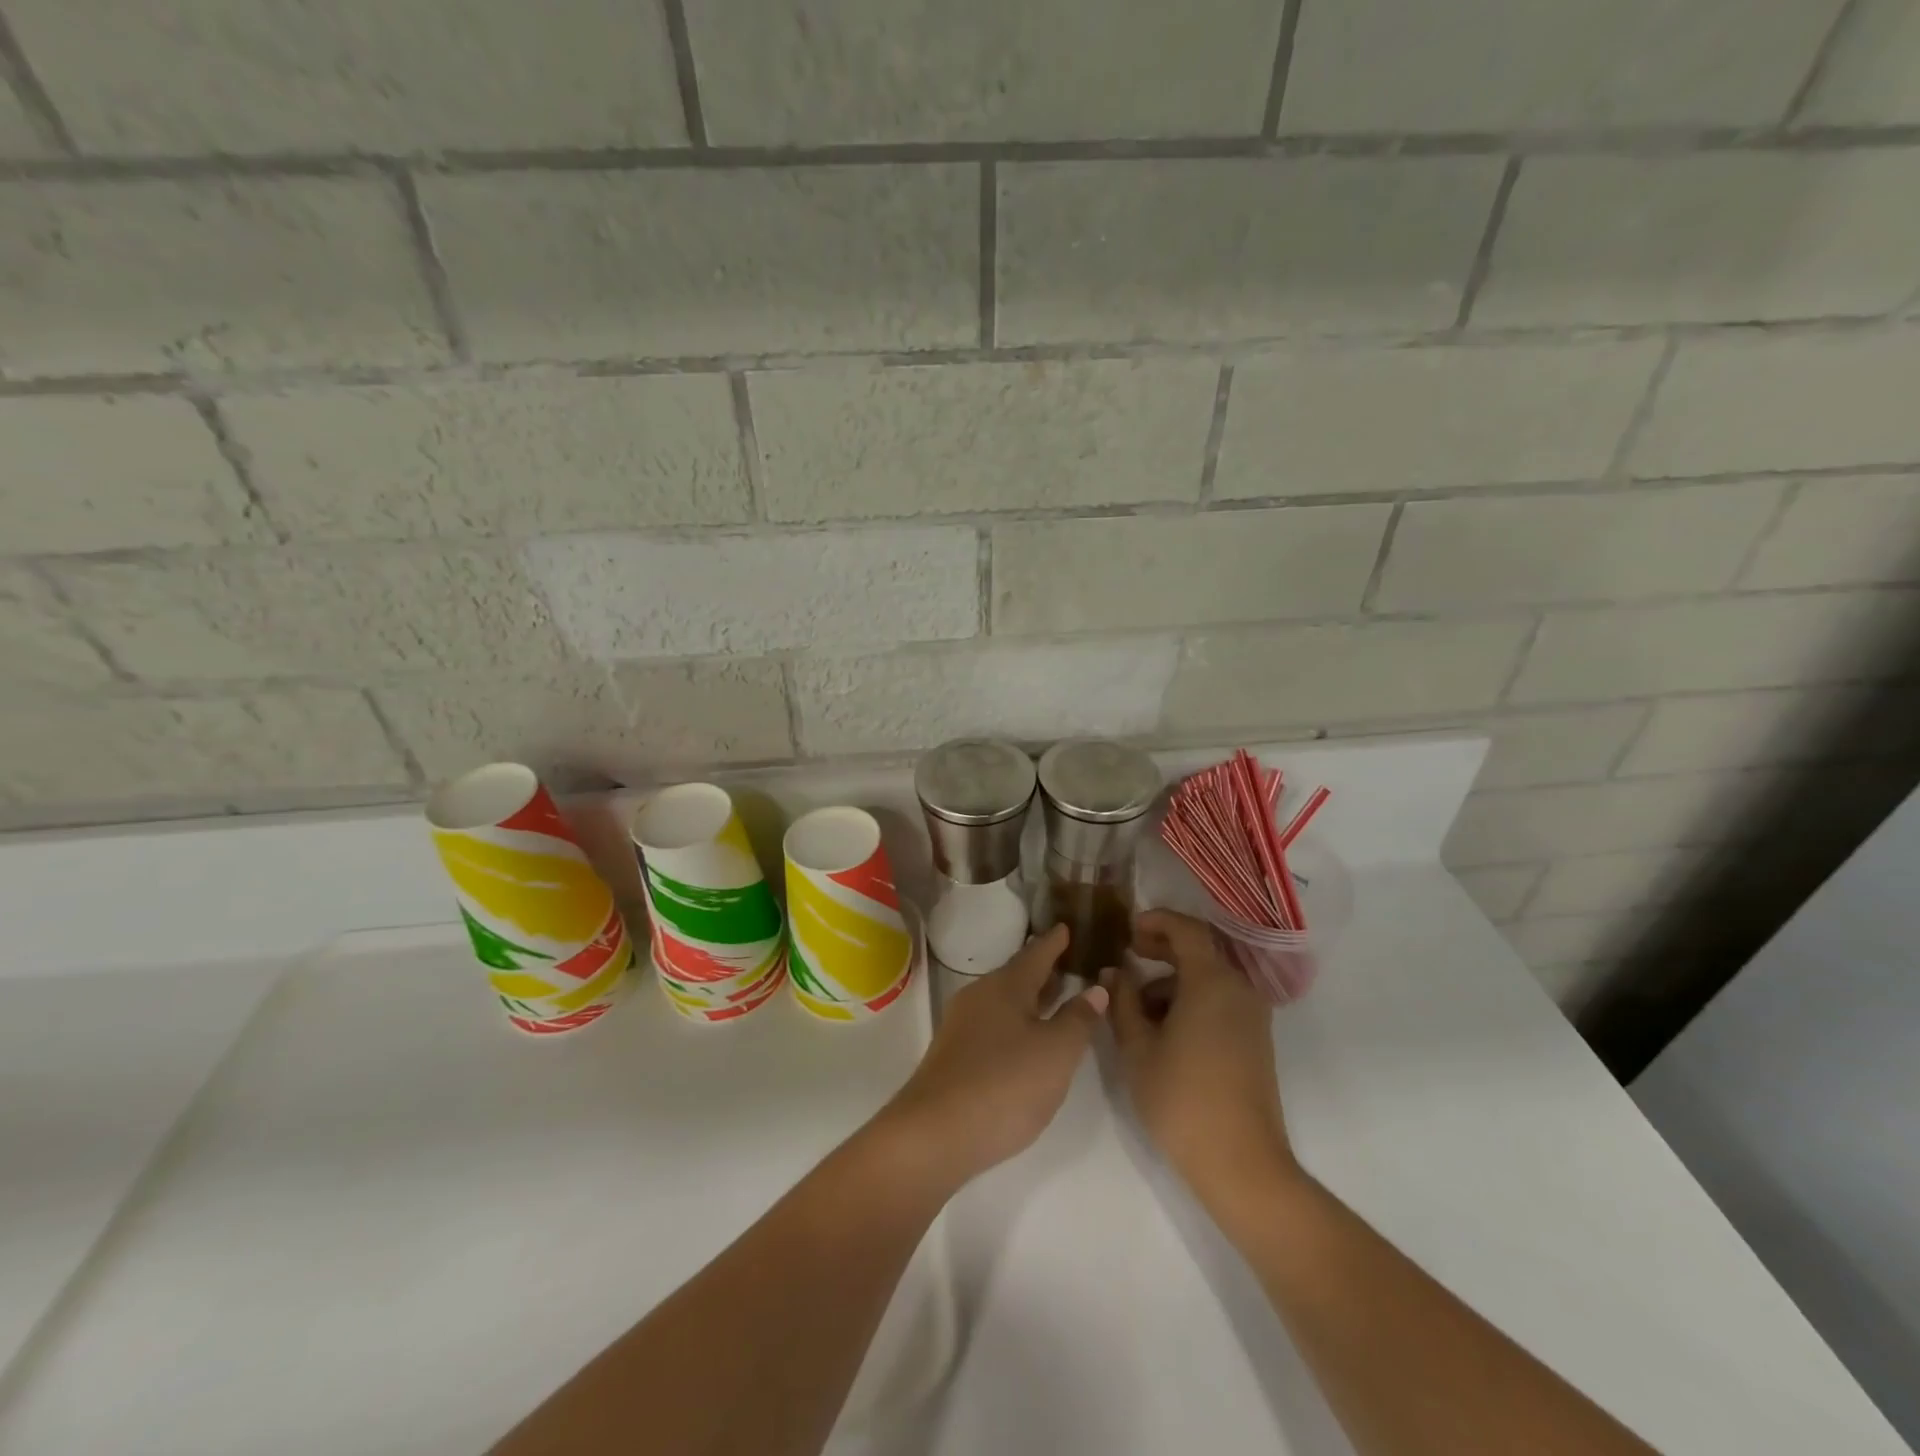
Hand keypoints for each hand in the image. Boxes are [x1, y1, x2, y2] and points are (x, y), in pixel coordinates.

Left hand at [876, 924, 1106, 1188]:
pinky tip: (1027, 1040)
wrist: (935, 1133)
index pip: (1036, 954)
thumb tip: (1095, 989)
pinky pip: (993, 1024)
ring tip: (1055, 999)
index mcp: (1006, 986)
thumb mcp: (1056, 1053)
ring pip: (1004, 1001)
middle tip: (1070, 963)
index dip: (1055, 942)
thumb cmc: (1004, 1085)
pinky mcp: (955, 1054)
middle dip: (1043, 970)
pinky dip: (1016, 1022)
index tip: (1068, 927)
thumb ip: (1078, 1019)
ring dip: (1030, 998)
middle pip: (1017, 976)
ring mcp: (962, 1026)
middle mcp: (980, 996)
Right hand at [1108, 910, 1300, 1208]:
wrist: (1241, 1164)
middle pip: (1200, 951)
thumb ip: (1122, 1001)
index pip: (1187, 929)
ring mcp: (1252, 1016)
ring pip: (1208, 979)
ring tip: (1136, 1005)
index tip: (1128, 929)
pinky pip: (1220, 1001)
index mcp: (1212, 981)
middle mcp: (1239, 989)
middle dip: (1163, 948)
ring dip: (1173, 980)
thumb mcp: (1138, 1047)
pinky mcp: (1255, 1040)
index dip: (1156, 921)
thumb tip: (1114, 971)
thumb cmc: (1181, 1098)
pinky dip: (1191, 1000)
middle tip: (1129, 954)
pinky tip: (1162, 1029)